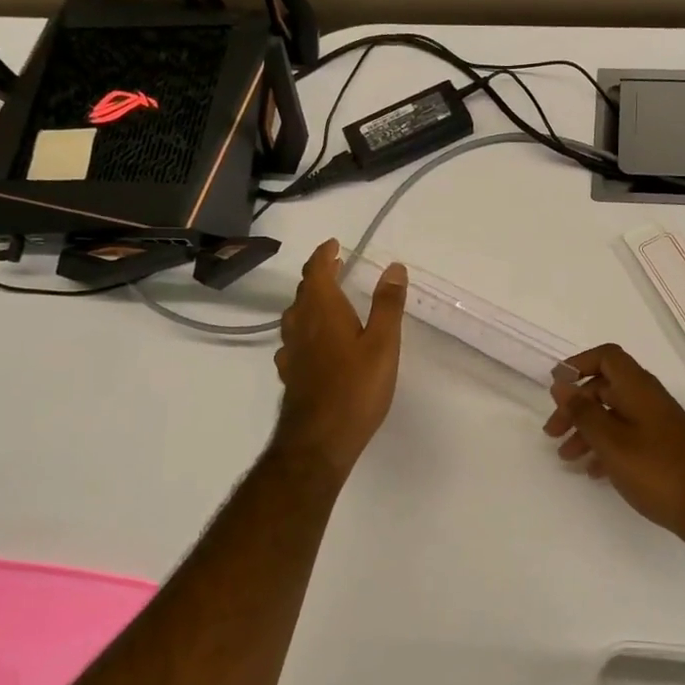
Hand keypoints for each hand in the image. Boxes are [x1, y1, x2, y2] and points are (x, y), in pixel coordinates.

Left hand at [272, 240, 406, 471]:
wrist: (319, 440)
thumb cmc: (355, 388)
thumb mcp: (382, 343)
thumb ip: (387, 304)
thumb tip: (393, 267)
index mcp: (322, 310)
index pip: (316, 271)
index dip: (323, 255)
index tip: (334, 244)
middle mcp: (300, 325)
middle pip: (304, 292)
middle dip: (319, 275)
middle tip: (336, 266)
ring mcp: (291, 351)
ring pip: (296, 315)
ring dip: (310, 301)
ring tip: (328, 299)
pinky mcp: (290, 373)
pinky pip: (295, 339)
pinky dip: (306, 328)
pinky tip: (314, 342)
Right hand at [543, 344, 684, 541]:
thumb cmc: (657, 471)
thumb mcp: (611, 441)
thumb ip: (583, 411)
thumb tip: (561, 383)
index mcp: (638, 388)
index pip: (607, 357)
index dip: (579, 364)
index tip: (556, 387)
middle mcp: (650, 398)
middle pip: (605, 388)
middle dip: (575, 406)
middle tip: (553, 433)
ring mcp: (659, 423)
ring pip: (614, 414)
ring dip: (587, 431)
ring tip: (567, 458)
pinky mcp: (664, 447)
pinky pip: (628, 436)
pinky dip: (607, 447)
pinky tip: (595, 472)